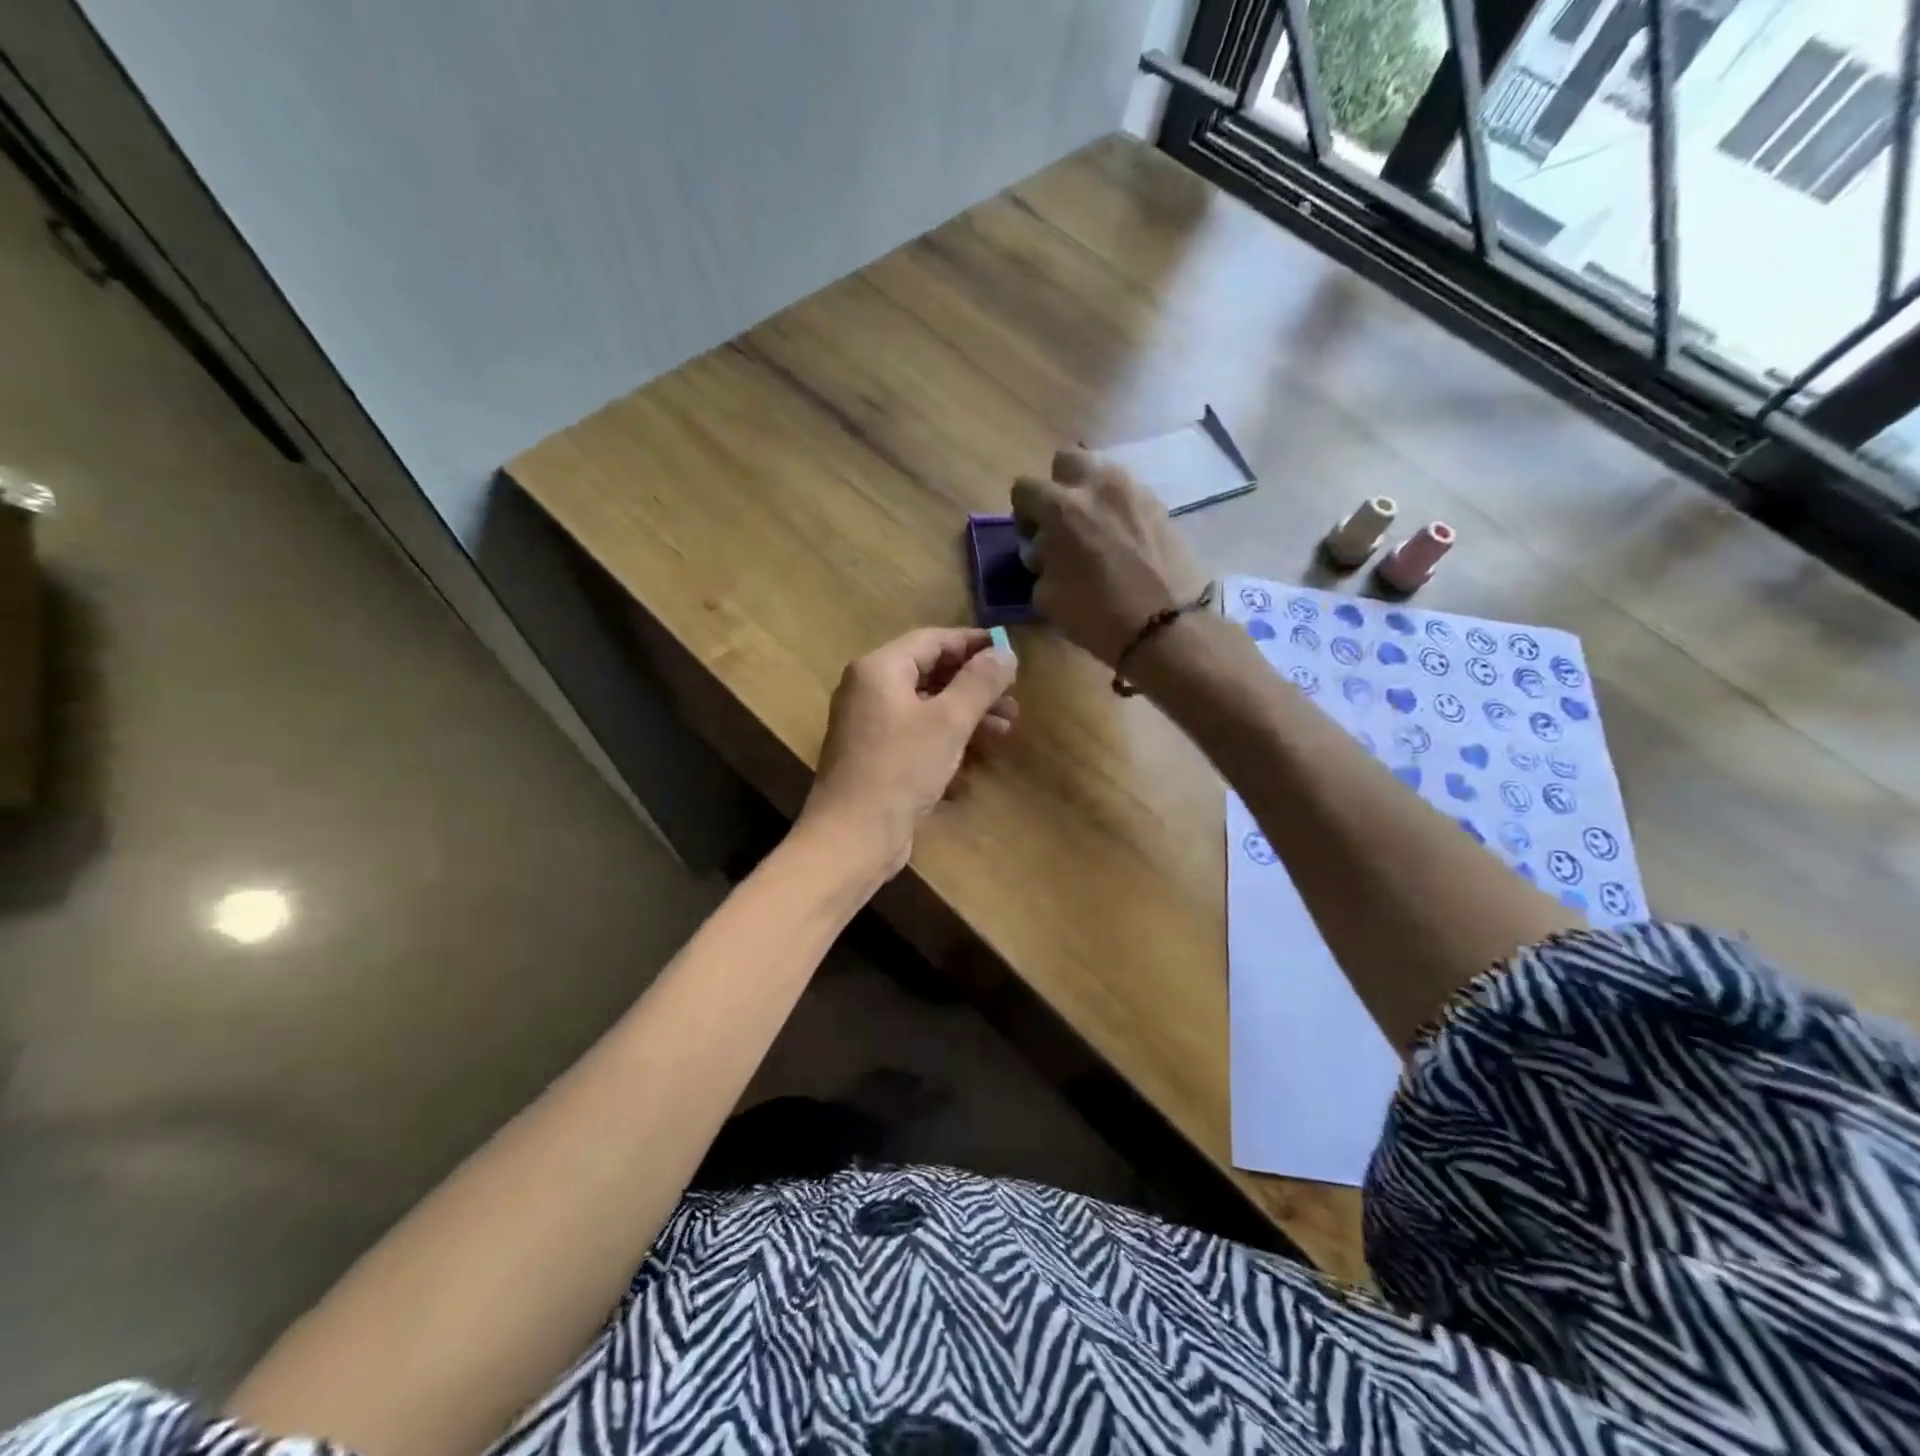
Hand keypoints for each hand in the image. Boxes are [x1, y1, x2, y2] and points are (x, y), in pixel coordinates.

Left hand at [801, 628, 1017, 875]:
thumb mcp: (949, 722)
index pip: (933, 640)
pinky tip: (976, 760)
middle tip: (1013, 703)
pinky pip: (917, 736)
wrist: (853, 837)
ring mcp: (870, 726)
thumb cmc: (900, 770)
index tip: (1010, 653)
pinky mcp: (876, 757)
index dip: (974, 644)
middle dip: (975, 687)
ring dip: (967, 716)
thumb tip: (1005, 652)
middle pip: (931, 674)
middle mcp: (869, 690)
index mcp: (879, 669)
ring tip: (1006, 732)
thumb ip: (979, 682)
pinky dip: (947, 740)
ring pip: (927, 708)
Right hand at [1011, 449, 1207, 665]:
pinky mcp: (1161, 506)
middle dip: (1058, 485)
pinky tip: (1124, 543)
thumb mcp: (1047, 597)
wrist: (1164, 628)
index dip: (1022, 513)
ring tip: (1096, 531)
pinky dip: (1120, 510)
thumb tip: (1045, 552)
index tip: (1031, 537)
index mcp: (1062, 508)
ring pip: (1103, 474)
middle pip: (1067, 461)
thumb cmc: (1097, 615)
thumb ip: (1041, 563)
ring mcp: (1135, 492)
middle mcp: (1098, 487)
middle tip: (1062, 521)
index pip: (1025, 488)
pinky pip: (1130, 495)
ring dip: (1092, 495)